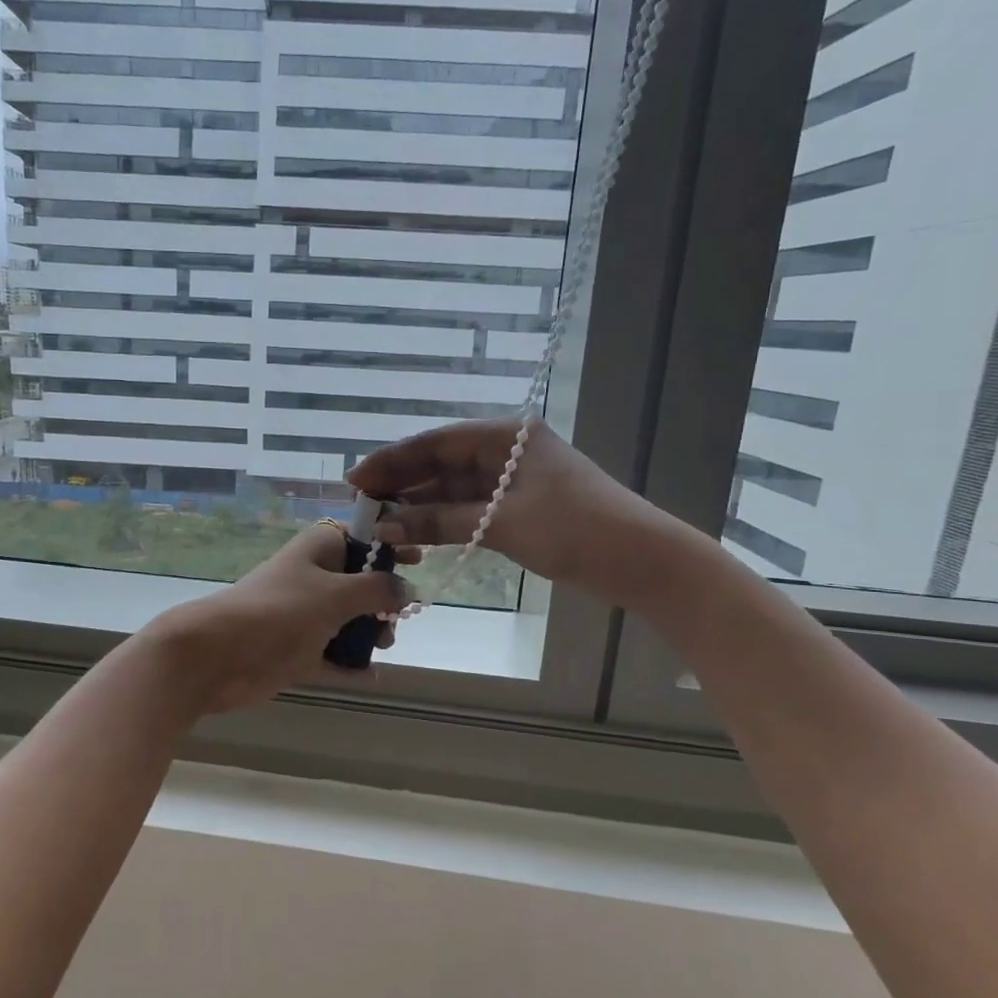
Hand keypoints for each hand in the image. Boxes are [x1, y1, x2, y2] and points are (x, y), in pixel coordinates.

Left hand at [137, 524, 417, 715]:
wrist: (218, 654)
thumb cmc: (280, 611)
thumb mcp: (337, 594)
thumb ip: (379, 589)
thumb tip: (410, 589)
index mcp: (320, 549)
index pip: (362, 535)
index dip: (391, 544)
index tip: (419, 558)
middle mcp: (314, 578)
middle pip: (360, 581)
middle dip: (384, 598)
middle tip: (398, 616)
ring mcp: (304, 615)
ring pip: (349, 619)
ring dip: (370, 633)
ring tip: (383, 646)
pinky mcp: (296, 650)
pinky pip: (332, 655)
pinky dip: (350, 664)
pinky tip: (371, 674)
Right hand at [346, 417, 699, 611]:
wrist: (642, 561)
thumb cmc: (575, 530)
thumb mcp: (502, 523)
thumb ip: (440, 521)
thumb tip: (384, 527)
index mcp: (506, 437)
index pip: (436, 443)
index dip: (393, 461)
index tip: (356, 480)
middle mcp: (506, 452)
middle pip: (442, 464)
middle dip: (401, 484)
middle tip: (360, 505)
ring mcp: (513, 482)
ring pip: (453, 489)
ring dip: (419, 506)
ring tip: (380, 523)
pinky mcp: (519, 510)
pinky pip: (469, 510)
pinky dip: (443, 521)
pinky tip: (415, 534)